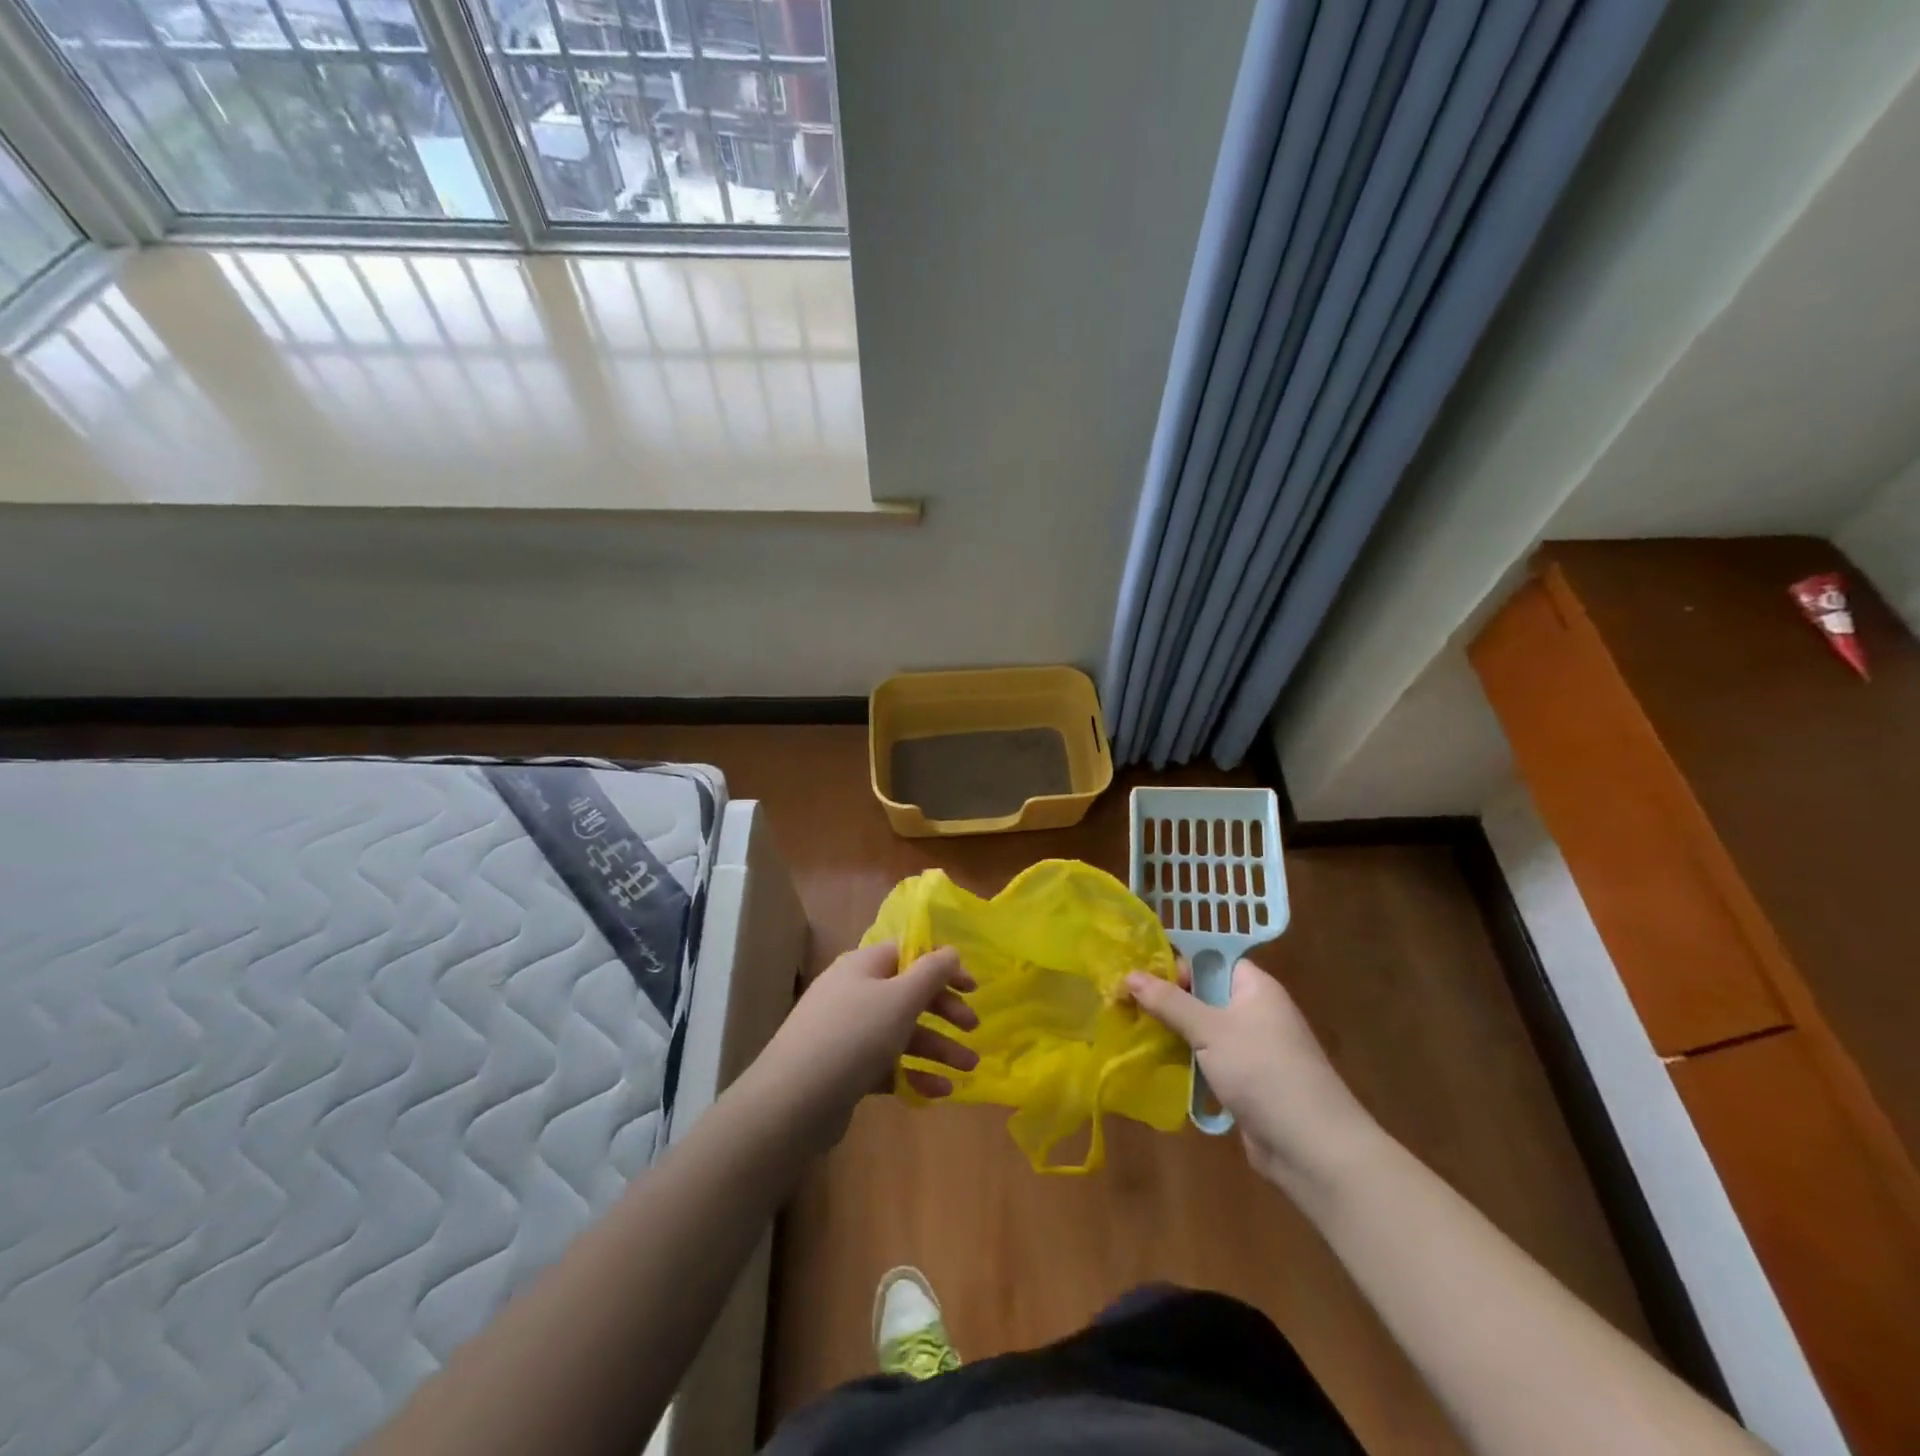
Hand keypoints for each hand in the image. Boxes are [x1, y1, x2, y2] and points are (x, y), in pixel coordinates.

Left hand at [753, 941, 977, 1150]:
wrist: (791, 1102)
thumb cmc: (853, 1037)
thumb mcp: (900, 998)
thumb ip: (931, 972)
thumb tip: (951, 951)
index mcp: (863, 966)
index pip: (909, 953)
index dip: (943, 966)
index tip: (974, 988)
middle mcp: (854, 992)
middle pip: (908, 993)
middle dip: (944, 1011)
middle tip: (974, 1029)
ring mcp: (847, 1032)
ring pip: (901, 1032)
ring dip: (937, 1047)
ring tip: (969, 1070)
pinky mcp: (844, 1070)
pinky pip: (887, 1064)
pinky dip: (913, 1074)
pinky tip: (940, 1092)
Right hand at [1126, 960, 1378, 1193]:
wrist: (1313, 1149)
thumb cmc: (1263, 1071)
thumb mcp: (1210, 1030)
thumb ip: (1168, 1002)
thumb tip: (1129, 975)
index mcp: (1254, 987)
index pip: (1210, 960)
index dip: (1176, 964)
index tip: (1139, 976)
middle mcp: (1254, 1012)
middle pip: (1202, 994)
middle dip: (1167, 1001)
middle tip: (1124, 1004)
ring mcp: (1251, 1049)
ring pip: (1202, 1030)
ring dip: (1172, 1034)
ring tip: (1131, 1033)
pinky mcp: (1245, 1082)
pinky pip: (1208, 1060)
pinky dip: (1185, 1062)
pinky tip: (1155, 1065)